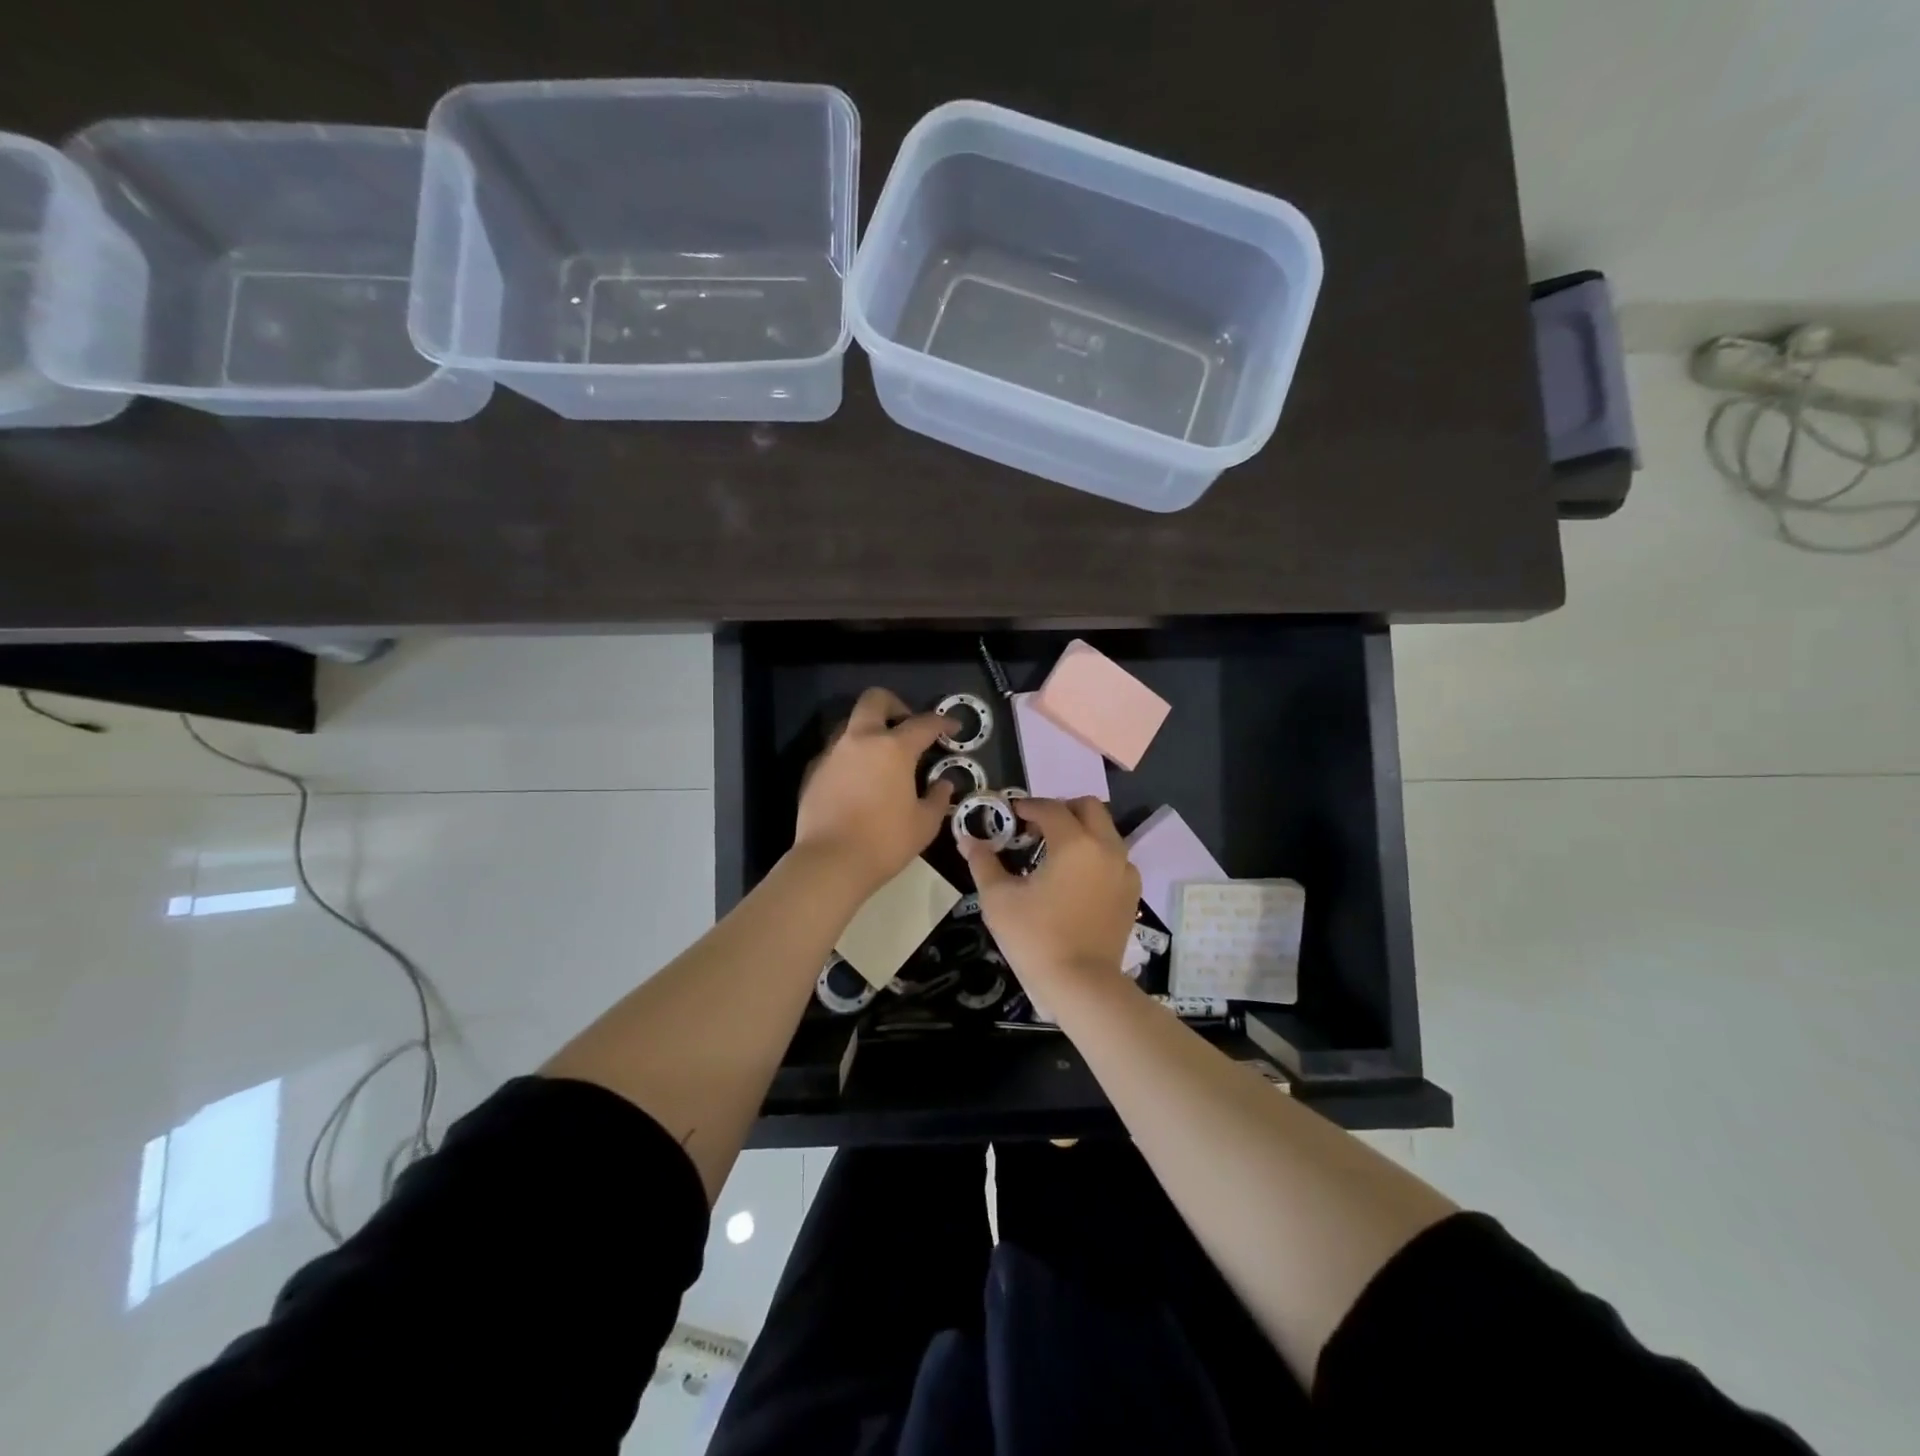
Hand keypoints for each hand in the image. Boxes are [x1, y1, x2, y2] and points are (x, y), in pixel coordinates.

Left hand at [794, 688, 955, 893]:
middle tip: (907, 726)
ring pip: (849, 723)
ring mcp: (832, 754)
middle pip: (875, 700)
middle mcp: (860, 740)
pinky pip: (835, 752)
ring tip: (881, 755)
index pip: (923, 724)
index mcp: (893, 748)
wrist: (830, 862)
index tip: (952, 727)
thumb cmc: (885, 842)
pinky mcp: (813, 771)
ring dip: (868, 729)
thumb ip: (937, 798)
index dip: (942, 722)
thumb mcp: (925, 824)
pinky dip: (850, 756)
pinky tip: (858, 780)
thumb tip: (943, 784)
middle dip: (895, 704)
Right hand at [961, 796, 1141, 997]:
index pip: (1049, 808)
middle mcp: (1106, 847)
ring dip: (1081, 830)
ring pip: (1105, 831)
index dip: (1027, 806)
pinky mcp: (1132, 892)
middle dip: (1061, 808)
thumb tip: (967, 839)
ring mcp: (1124, 870)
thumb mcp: (998, 899)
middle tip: (1037, 826)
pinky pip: (1116, 858)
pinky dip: (1097, 854)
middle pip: (1087, 807)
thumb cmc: (1036, 938)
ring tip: (1056, 851)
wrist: (1081, 985)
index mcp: (1074, 842)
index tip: (1011, 814)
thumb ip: (983, 862)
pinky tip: (1078, 877)